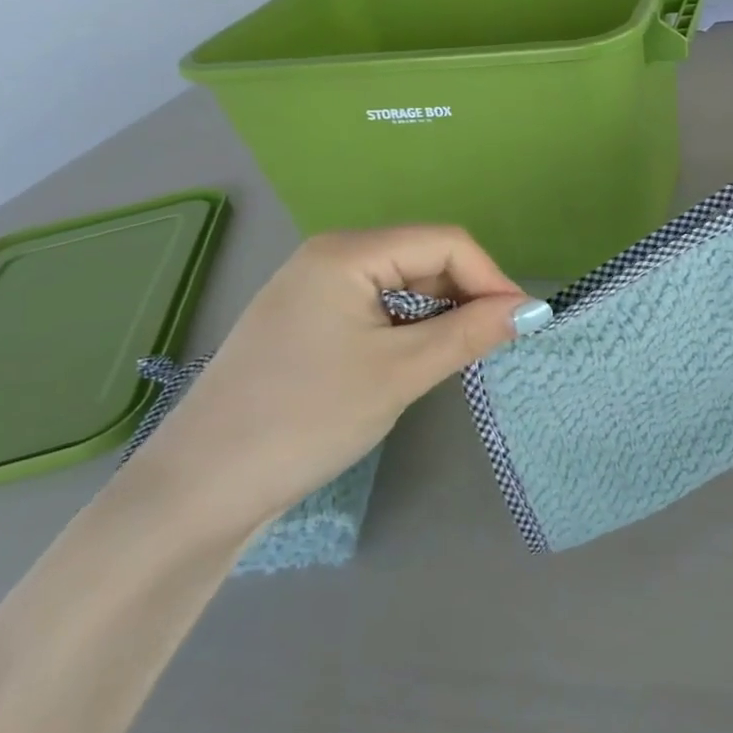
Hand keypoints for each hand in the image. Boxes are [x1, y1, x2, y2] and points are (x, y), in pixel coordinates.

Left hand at [120, 226, 548, 540]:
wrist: (200, 490)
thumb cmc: (306, 418)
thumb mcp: (400, 372)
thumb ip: (470, 333)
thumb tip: (531, 310)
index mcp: (347, 252)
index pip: (445, 243)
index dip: (491, 278)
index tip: (522, 324)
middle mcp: (329, 257)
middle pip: (423, 258)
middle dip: (466, 295)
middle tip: (496, 344)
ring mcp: (313, 290)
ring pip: (402, 285)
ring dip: (440, 313)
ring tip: (462, 355)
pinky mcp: (307, 323)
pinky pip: (376, 308)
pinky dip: (409, 328)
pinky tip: (419, 359)